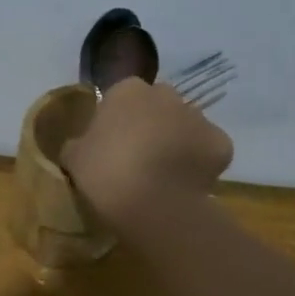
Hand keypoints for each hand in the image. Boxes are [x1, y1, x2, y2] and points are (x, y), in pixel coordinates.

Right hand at [61, 76, 233, 224]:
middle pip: (158, 104)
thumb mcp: (73, 158)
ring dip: (175, 140)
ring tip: (162, 173)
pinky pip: (207, 148)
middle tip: (136, 154)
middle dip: (150, 122)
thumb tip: (80, 146)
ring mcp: (198, 117)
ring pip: (184, 125)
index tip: (110, 142)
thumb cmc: (106, 172)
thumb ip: (77, 145)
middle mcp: (166, 95)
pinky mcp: (221, 143)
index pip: (122, 95)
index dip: (117, 118)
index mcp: (128, 91)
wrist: (154, 204)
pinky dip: (199, 161)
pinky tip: (184, 182)